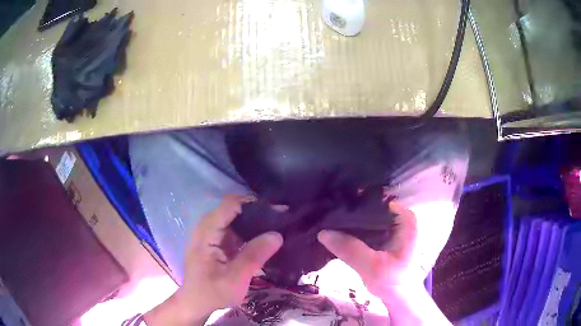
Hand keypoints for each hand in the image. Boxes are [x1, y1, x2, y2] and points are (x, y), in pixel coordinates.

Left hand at [145, 194, 282, 325]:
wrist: (196, 304)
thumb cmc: (212, 293)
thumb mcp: (234, 279)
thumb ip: (254, 256)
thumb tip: (277, 234)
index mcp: (207, 232)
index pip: (231, 204)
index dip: (254, 204)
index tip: (278, 211)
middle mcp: (208, 227)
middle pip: (234, 208)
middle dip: (258, 212)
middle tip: (283, 219)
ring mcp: (212, 234)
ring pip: (237, 218)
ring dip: (256, 221)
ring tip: (279, 226)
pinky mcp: (218, 242)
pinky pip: (236, 230)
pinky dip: (251, 232)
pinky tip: (266, 238)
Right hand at [319, 202, 451, 324]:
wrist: (397, 295)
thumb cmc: (393, 281)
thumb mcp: (372, 267)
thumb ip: (351, 250)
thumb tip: (322, 232)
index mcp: (405, 218)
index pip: (377, 199)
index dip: (356, 199)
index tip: (333, 203)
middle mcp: (399, 216)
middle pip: (371, 205)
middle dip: (350, 208)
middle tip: (325, 211)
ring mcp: (390, 225)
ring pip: (366, 215)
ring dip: (349, 219)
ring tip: (327, 217)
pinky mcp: (382, 234)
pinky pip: (364, 225)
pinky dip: (351, 228)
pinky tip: (335, 228)